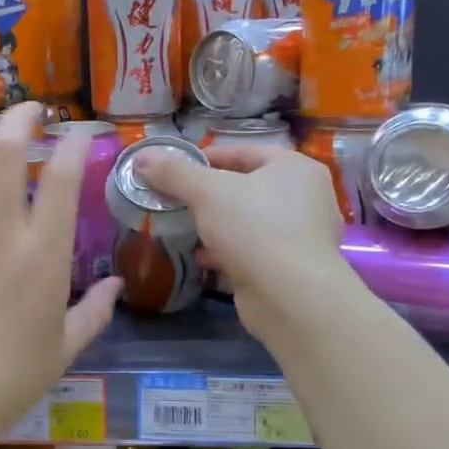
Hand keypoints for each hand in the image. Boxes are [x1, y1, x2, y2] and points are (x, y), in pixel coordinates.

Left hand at [0, 104, 122, 441]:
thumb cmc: (11, 376)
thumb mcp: (66, 347)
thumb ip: (96, 312)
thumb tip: (117, 285)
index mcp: (44, 255)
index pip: (62, 179)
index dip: (73, 144)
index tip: (79, 132)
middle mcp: (0, 233)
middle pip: (6, 152)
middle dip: (20, 120)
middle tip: (31, 112)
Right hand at [136, 144, 347, 345]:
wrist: (290, 296)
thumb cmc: (254, 228)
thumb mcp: (207, 192)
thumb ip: (174, 173)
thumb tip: (142, 158)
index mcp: (294, 169)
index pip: (243, 152)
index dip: (206, 157)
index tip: (174, 170)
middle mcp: (306, 198)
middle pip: (246, 187)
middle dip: (208, 194)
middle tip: (175, 199)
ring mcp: (301, 236)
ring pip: (248, 221)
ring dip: (216, 224)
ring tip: (183, 227)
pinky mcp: (291, 268)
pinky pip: (252, 250)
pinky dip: (226, 251)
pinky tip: (201, 257)